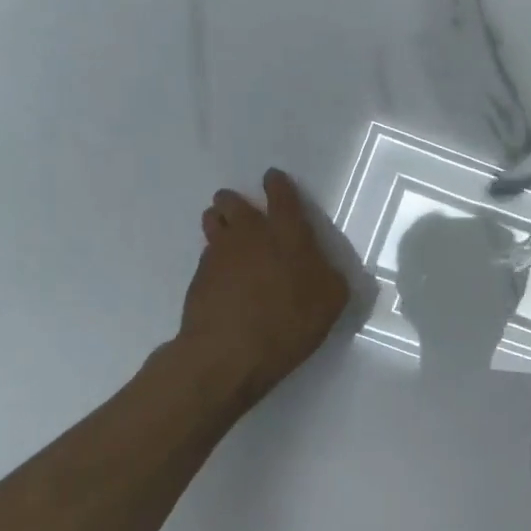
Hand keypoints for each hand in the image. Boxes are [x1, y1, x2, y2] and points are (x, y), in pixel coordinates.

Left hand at [172, 169, 349, 401]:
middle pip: (233, 201)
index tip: (273, 178)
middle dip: (236, 200)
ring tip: (226, 233)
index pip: (282, 196)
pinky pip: (207, 255)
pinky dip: (214, 257)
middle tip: (242, 210)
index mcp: (288, 234)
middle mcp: (251, 234)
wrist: (230, 352)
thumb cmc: (290, 321)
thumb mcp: (332, 300)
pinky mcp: (198, 277)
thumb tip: (322, 267)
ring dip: (219, 221)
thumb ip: (329, 275)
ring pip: (213, 221)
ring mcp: (219, 253)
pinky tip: (223, 275)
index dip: (278, 184)